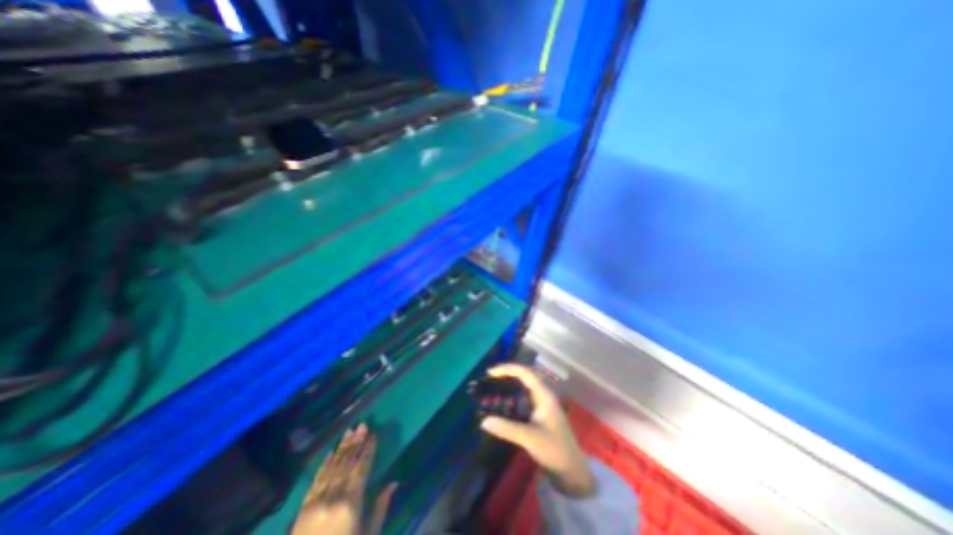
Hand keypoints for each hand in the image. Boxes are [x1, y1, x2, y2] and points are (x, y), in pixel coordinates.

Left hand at [290, 424, 394, 531]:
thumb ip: (380, 507)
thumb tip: (394, 482)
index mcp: (351, 502)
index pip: (362, 468)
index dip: (368, 450)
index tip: (374, 435)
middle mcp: (333, 497)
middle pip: (346, 463)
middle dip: (355, 443)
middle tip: (362, 424)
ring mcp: (315, 502)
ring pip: (331, 467)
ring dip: (341, 448)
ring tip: (349, 431)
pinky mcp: (302, 509)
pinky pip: (315, 481)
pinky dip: (322, 465)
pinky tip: (328, 453)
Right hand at [480, 365, 594, 497]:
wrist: (572, 471)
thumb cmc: (554, 449)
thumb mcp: (530, 438)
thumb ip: (507, 429)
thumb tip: (483, 421)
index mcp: (544, 395)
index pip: (525, 373)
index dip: (507, 369)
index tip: (490, 373)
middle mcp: (543, 395)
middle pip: (523, 377)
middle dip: (506, 375)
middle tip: (489, 380)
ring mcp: (541, 404)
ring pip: (523, 387)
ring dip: (508, 385)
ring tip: (492, 389)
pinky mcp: (539, 413)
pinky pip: (523, 398)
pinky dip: (511, 397)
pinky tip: (502, 404)